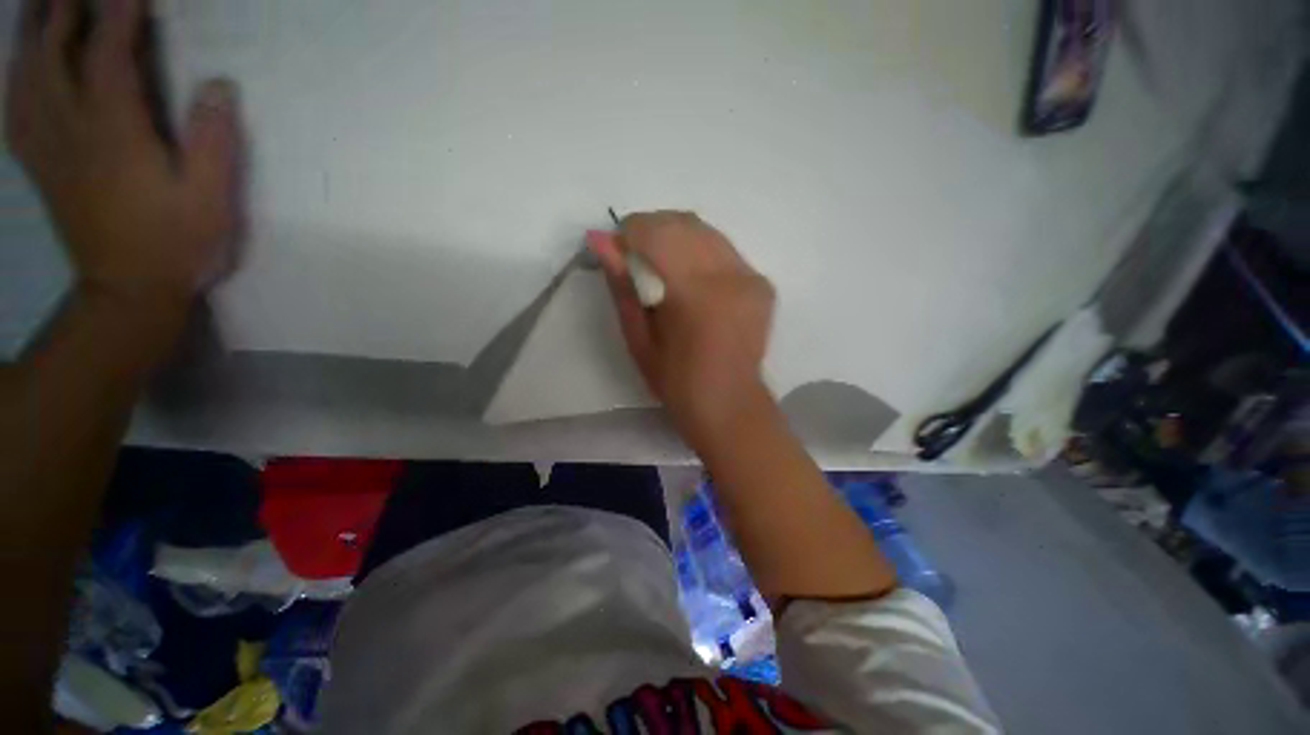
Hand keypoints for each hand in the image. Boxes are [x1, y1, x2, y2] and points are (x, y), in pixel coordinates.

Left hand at [5, 0, 242, 309]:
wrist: (127, 292)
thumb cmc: (176, 244)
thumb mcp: (211, 199)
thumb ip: (213, 143)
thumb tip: (218, 86)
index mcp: (114, 134)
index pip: (110, 56)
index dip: (119, 14)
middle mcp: (71, 130)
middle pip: (56, 54)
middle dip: (64, 10)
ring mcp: (49, 148)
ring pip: (27, 76)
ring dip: (31, 34)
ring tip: (40, 7)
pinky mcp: (42, 167)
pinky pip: (16, 111)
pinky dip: (14, 78)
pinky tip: (21, 65)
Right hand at [588, 211, 774, 443]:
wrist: (729, 403)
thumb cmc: (676, 382)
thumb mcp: (638, 339)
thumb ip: (622, 286)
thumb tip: (598, 238)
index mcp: (696, 294)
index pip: (657, 233)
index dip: (630, 232)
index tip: (617, 248)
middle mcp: (729, 275)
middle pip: (683, 223)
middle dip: (651, 229)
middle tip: (635, 255)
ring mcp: (751, 276)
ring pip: (705, 231)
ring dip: (675, 237)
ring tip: (660, 262)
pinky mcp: (763, 283)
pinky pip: (723, 249)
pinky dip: (699, 251)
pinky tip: (690, 275)